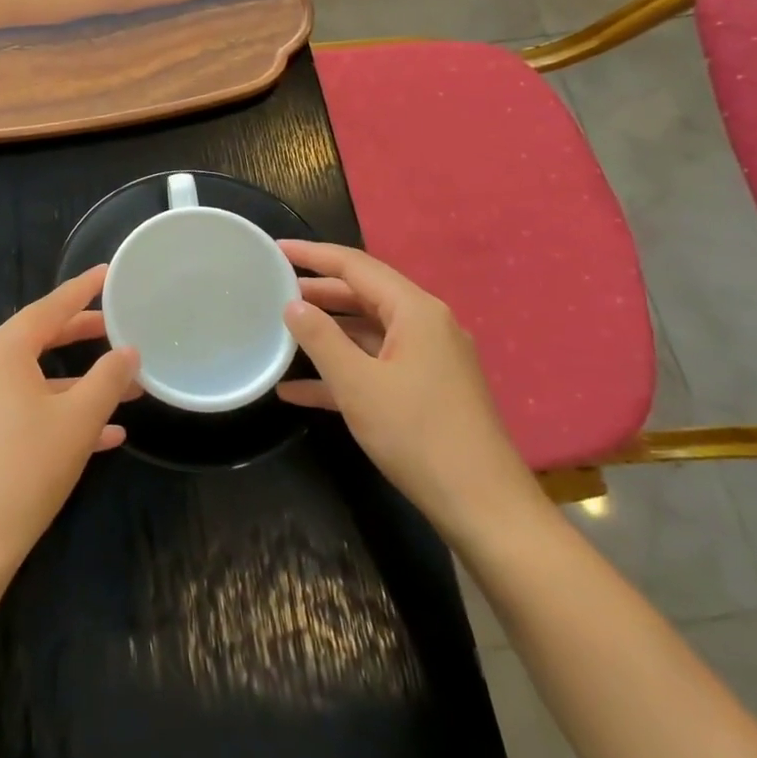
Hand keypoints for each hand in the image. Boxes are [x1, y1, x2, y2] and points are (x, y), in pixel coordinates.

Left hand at [0, 266, 140, 580]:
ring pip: (36, 377)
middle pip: (40, 337)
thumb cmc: (26, 467)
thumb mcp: (78, 420)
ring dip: (79, 381)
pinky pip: (25, 407)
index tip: (108, 273)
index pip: (49, 307)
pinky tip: (104, 435)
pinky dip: (60, 411)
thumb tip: (129, 352)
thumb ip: (108, 379)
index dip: (82, 289)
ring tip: (125, 386)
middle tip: (117, 325)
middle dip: (82, 334)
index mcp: (2, 351)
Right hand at [276, 240, 540, 542]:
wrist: (483, 508)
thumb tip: (292, 304)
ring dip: (326, 333)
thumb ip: (320, 338)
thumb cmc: (418, 435)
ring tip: (281, 331)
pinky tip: (298, 390)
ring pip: (368, 332)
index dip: (313, 254)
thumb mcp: (358, 384)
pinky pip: (377, 365)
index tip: (275, 249)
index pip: (356, 266)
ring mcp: (429, 359)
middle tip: (273, 289)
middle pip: (363, 295)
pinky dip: (342, 370)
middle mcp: (426, 326)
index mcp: (415, 312)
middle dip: (318, 293)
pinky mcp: (427, 390)